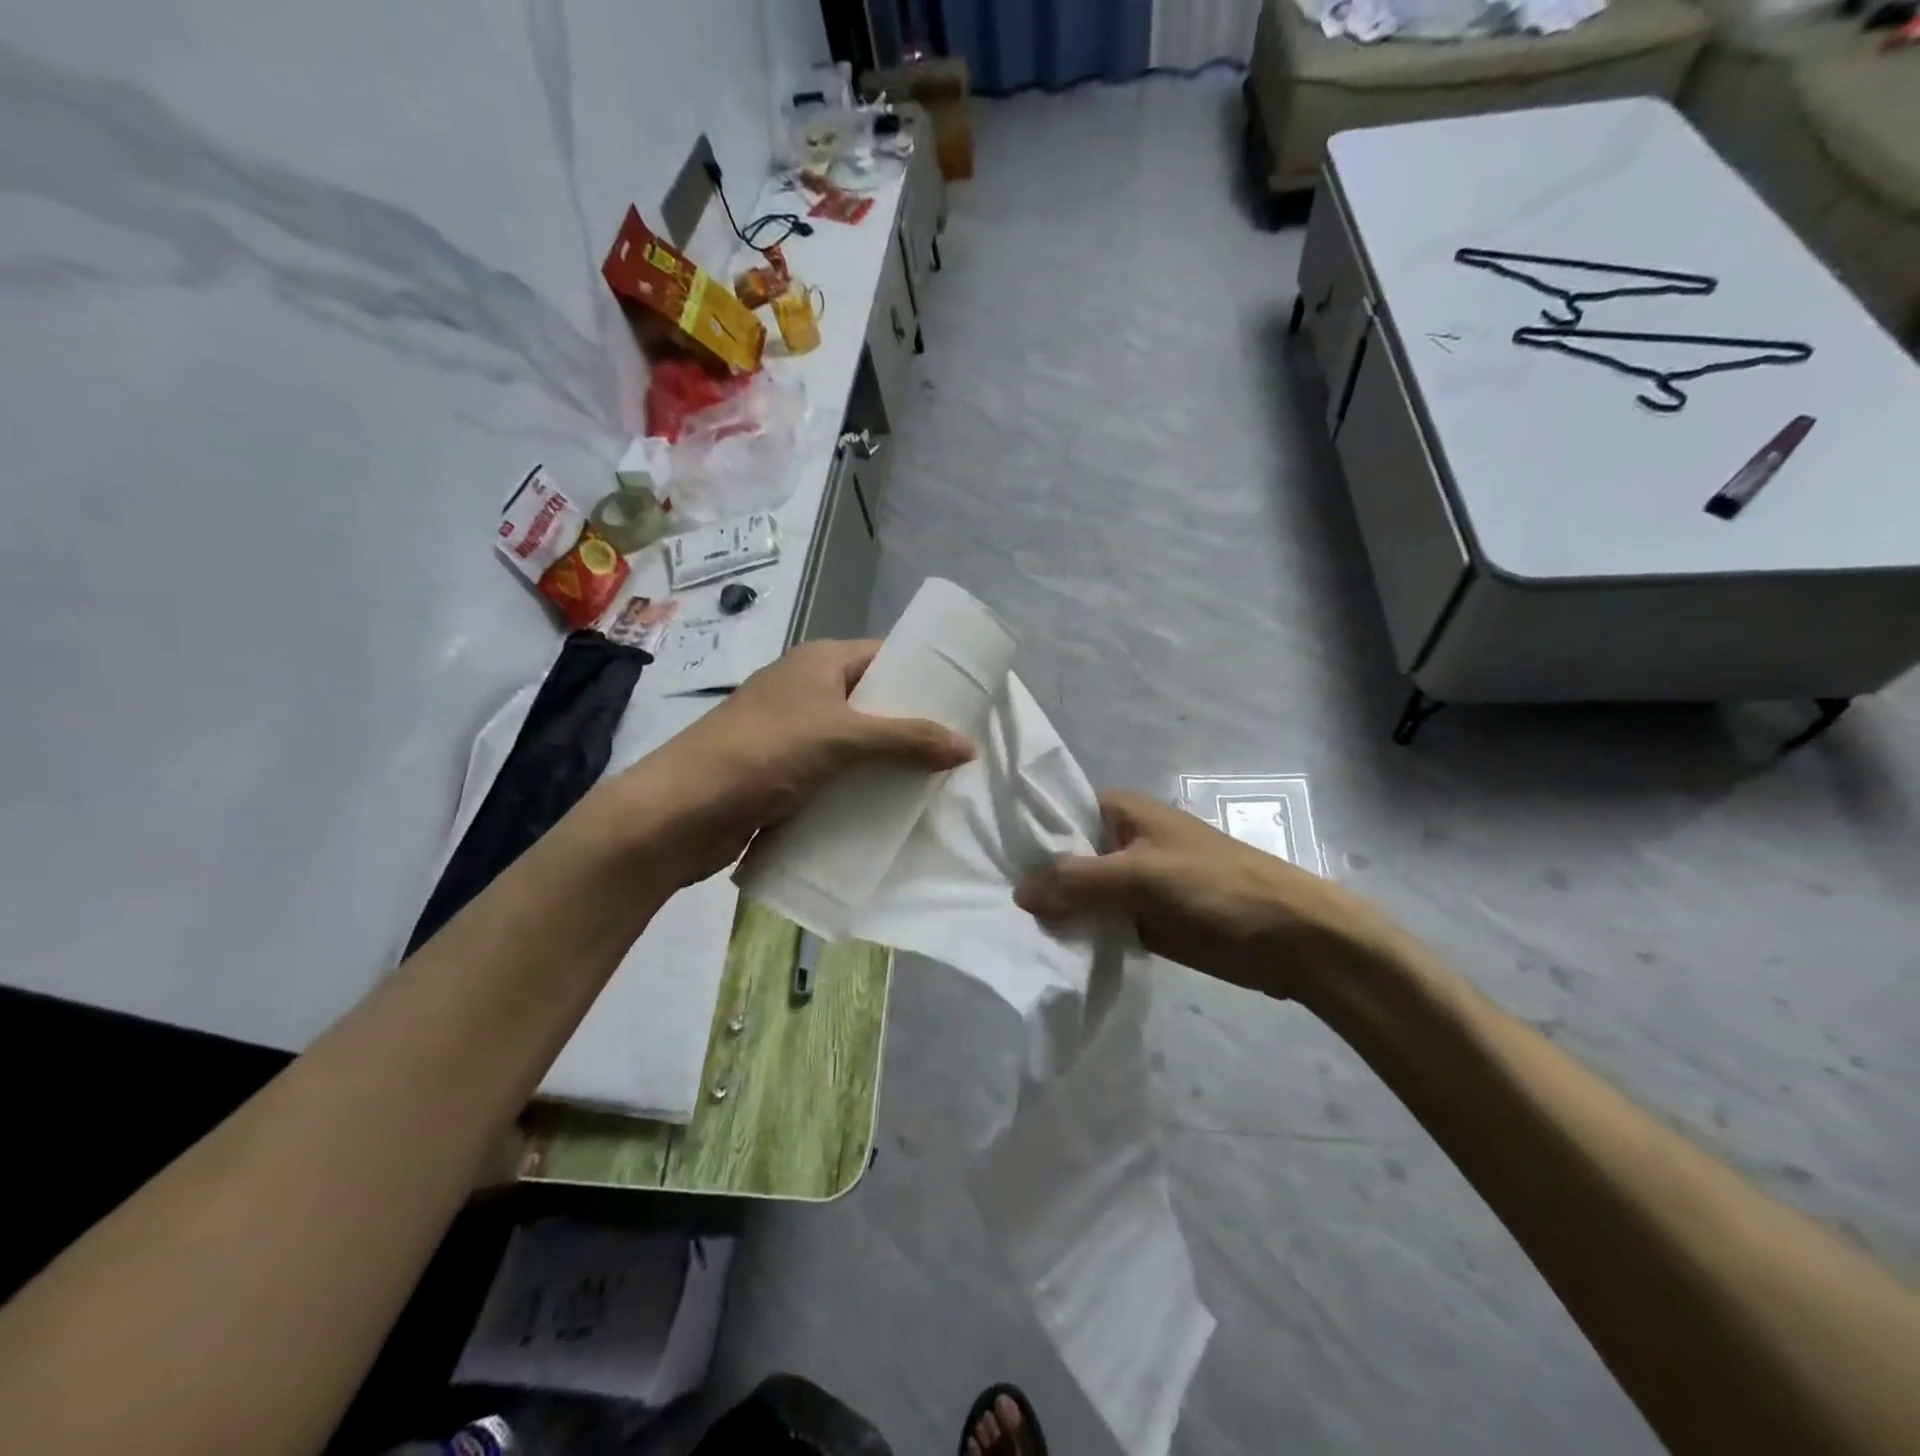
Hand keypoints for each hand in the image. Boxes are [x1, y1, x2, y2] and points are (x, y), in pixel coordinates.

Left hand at [609, 639, 973, 885]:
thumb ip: (908, 738)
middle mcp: (806, 691)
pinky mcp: (783, 775)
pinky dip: (861, 789)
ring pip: (855, 744)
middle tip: (958, 752)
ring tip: (936, 785)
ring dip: (888, 763)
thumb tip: (969, 746)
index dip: (923, 675)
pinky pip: (835, 775)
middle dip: (912, 726)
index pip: (884, 656)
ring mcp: (792, 734)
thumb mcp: (843, 737)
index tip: (965, 703)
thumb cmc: (764, 753)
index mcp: (819, 662)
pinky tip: (891, 810)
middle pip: (873, 702)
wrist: (680, 812)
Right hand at [1013, 790, 1406, 1004]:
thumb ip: (1078, 881)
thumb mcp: (1142, 875)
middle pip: (1065, 857)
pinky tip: (1041, 949)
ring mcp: (1132, 885)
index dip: (1024, 831)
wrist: (1290, 938)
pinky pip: (1099, 924)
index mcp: (1123, 812)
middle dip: (1033, 876)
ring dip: (1053, 910)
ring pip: (1080, 894)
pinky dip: (1077, 935)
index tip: (981, 853)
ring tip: (999, 927)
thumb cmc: (1217, 886)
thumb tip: (1018, 892)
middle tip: (980, 898)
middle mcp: (1122, 843)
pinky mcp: (1143, 922)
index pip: (1059, 812)